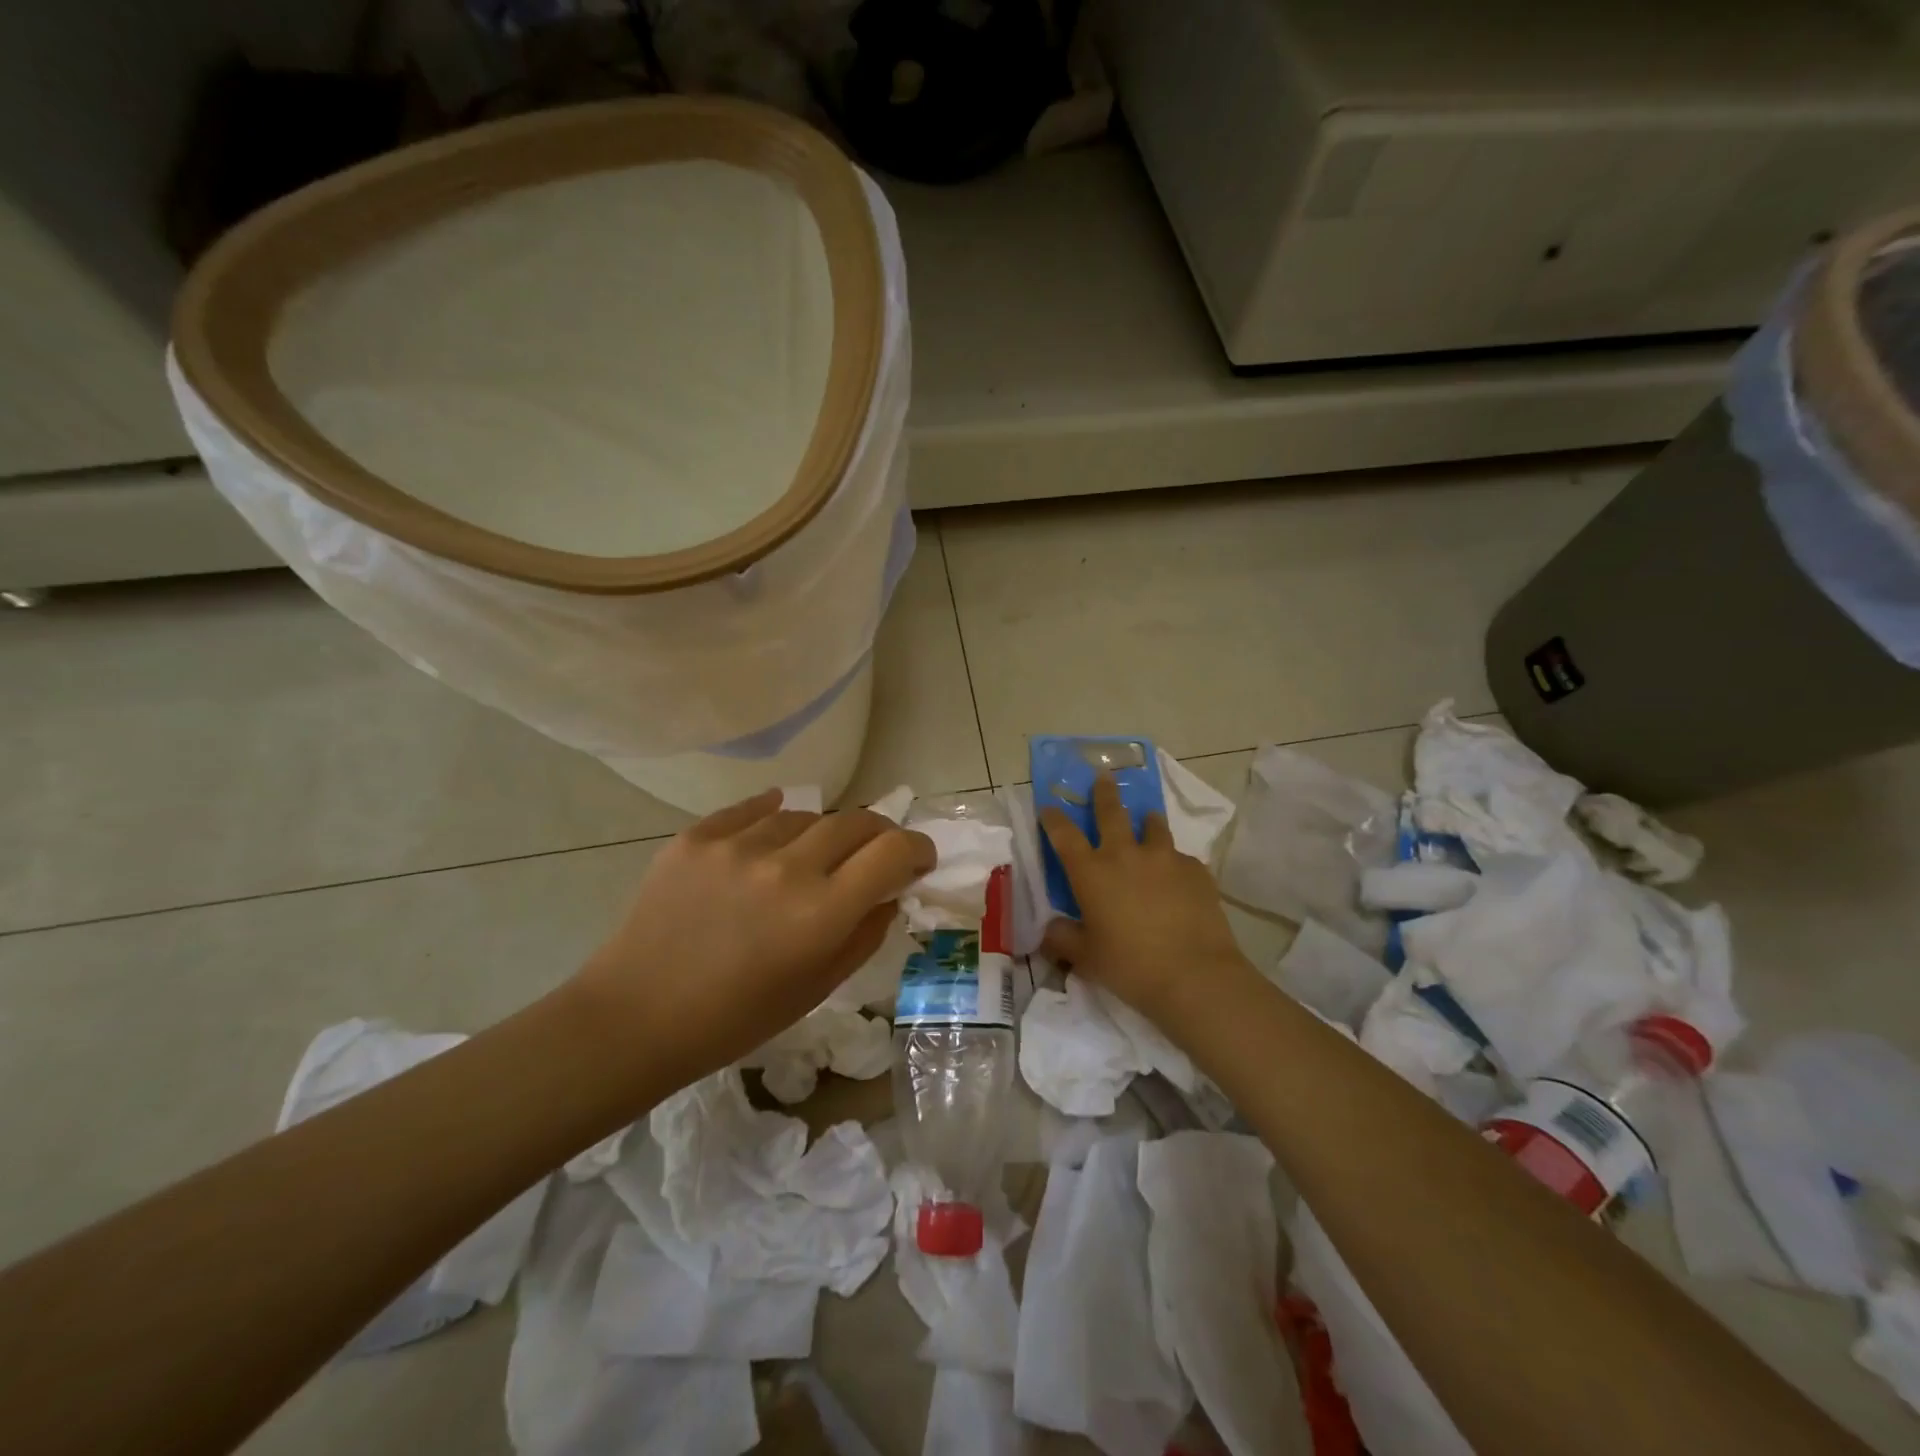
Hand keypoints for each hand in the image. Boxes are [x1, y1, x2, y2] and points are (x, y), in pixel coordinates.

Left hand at [571, 789, 934, 1090]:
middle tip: (874, 854)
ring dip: (821, 833)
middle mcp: (785, 868)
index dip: (917, 848)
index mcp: (821, 914)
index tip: (918, 858)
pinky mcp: (697, 836)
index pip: (893, 851)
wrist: (636, 1016)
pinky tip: (773, 834)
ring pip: (805, 814)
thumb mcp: (817, 987)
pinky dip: (773, 818)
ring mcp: (737, 846)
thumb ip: (865, 933)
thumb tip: (890, 891)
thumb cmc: (735, 1019)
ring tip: (808, 859)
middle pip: (856, 821)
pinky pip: (754, 810)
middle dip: (878, 834)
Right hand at [1039, 772, 1253, 1025]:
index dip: (1053, 818)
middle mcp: (1125, 855)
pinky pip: (1181, 858)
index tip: (1048, 806)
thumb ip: (1063, 939)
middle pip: (1111, 812)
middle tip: (1104, 776)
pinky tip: (1178, 879)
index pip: (1064, 835)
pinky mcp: (1196, 870)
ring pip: (1153, 826)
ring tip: (1148, 820)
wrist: (1194, 975)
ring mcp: (1164, 858)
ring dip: (1146, 821)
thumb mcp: (1086, 958)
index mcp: (1092, 872)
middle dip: (1104, 793)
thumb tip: (1049, 931)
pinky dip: (1174, 863)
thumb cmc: (1130, 966)